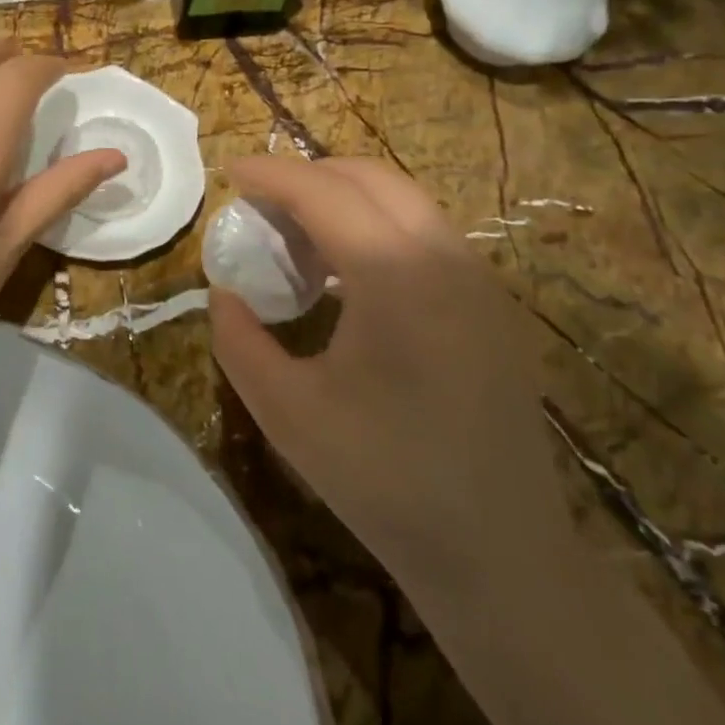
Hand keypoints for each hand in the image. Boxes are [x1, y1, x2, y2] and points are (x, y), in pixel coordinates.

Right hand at [208, 157, 569, 595]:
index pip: (323, 192)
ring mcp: (478, 278)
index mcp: (395, 275)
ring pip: (404, 199)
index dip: (271, 174)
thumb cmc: (384, 479)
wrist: (500, 554)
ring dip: (345, 198)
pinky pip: (427, 232)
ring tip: (300, 237)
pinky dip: (378, 225)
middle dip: (308, 175)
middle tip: (262, 204)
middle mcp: (445, 257)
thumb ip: (238, 339)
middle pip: (369, 178)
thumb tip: (224, 292)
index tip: (231, 171)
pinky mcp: (492, 303)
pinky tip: (351, 274)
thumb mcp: (286, 411)